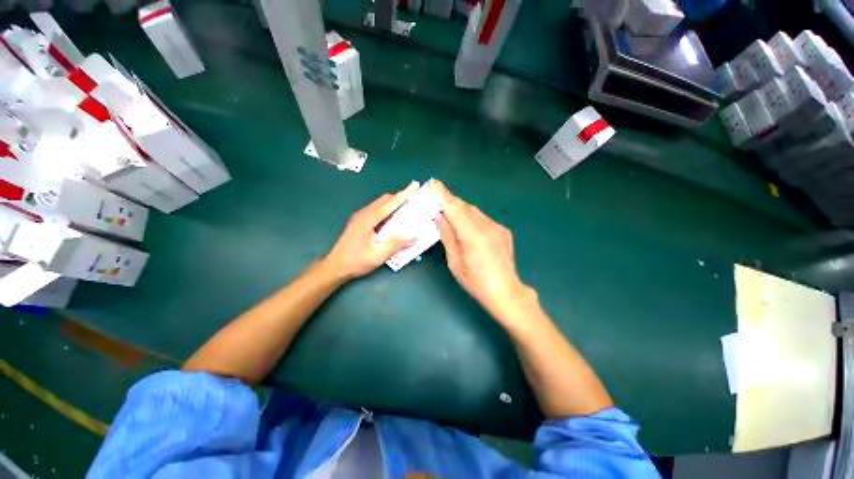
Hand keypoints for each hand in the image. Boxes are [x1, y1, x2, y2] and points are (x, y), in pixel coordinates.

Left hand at [324, 182, 418, 279]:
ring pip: (380, 204)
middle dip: (401, 197)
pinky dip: (389, 210)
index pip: (389, 203)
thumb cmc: (355, 261)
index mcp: (368, 219)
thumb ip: (396, 245)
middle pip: (385, 200)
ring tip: (408, 208)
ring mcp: (361, 217)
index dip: (404, 194)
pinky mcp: (360, 222)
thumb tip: (414, 236)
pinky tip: (394, 219)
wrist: (335, 266)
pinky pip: (377, 210)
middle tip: (415, 199)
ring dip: (394, 203)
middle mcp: (364, 214)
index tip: (415, 185)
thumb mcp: (378, 255)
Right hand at [429, 180, 536, 324]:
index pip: (455, 209)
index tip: (433, 183)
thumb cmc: (475, 281)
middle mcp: (487, 226)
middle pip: (465, 207)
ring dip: (460, 210)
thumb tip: (439, 216)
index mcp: (473, 236)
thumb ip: (448, 236)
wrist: (506, 291)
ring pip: (474, 212)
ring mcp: (497, 227)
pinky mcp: (503, 231)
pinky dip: (471, 218)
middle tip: (437, 200)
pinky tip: (466, 226)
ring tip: (449, 213)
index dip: (443, 195)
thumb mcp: (455, 262)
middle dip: (450, 201)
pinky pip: (483, 219)